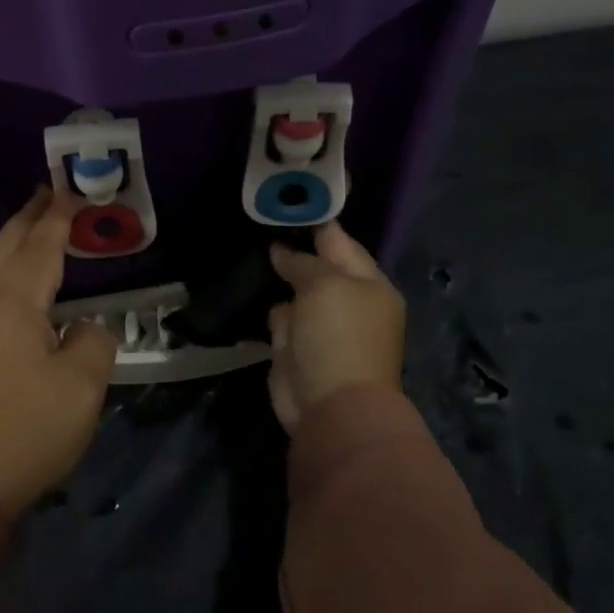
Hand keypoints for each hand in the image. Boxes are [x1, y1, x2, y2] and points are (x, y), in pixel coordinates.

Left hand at [0, 189, 118, 512]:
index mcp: (12, 301)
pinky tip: (18, 284)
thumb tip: (81, 328)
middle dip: (29, 217)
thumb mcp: (80, 387)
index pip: (41, 245)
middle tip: (50, 194)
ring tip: (36, 229)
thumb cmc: (23, 429)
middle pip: (7, 246)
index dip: (59, 217)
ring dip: (15, 243)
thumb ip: (91, 342)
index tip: (73, 190)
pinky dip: (6, 271)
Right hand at [267, 222, 405, 432]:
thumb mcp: (325, 285)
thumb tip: (281, 251)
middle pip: (315, 267)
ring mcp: (321, 327)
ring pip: (294, 292)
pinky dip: (268, 311)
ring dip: (275, 280)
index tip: (281, 204)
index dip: (312, 223)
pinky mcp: (296, 348)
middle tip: (256, 226)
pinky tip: (244, 289)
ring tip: (246, 253)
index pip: (339, 242)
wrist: (331, 408)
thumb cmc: (338, 336)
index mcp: (368, 284)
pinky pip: (279, 319)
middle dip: (289, 251)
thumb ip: (303, 262)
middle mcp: (347, 302)